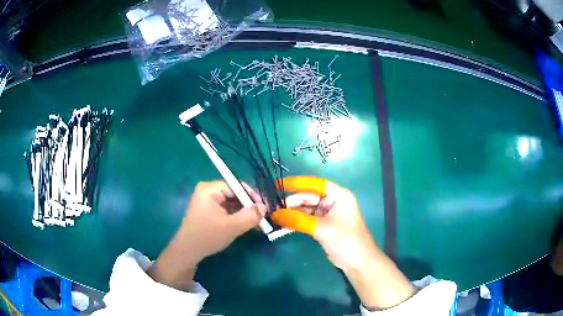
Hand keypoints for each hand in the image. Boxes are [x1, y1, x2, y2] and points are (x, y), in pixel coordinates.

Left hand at [148, 181, 265, 290]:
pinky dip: (235, 216)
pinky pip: (225, 210)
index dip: (251, 195)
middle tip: (262, 216)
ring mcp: (206, 202)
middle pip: (233, 194)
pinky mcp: (206, 212)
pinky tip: (245, 224)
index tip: (263, 207)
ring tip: (256, 222)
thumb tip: (264, 207)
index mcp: (209, 189)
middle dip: (248, 205)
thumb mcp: (233, 226)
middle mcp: (207, 192)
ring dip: (243, 212)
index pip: (235, 186)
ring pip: (230, 203)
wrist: (188, 252)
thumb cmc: (208, 235)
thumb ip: (251, 215)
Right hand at [284, 178, 414, 308]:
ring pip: (306, 208)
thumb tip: (275, 214)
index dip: (297, 183)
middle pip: (309, 197)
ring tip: (273, 214)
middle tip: (272, 206)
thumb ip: (299, 220)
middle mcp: (333, 201)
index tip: (278, 184)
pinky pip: (306, 219)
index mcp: (338, 195)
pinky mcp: (323, 225)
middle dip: (291, 201)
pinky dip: (296, 221)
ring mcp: (327, 214)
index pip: (315, 184)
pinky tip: (283, 222)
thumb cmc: (345, 240)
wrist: (357, 263)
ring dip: (292, 212)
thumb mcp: (322, 229)